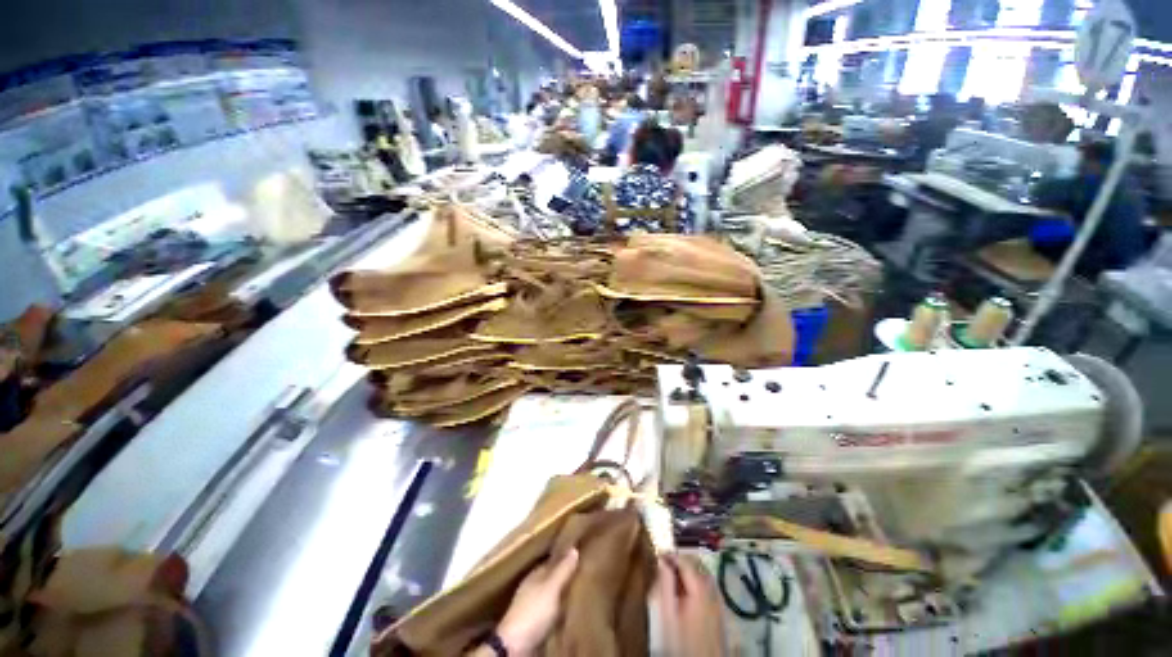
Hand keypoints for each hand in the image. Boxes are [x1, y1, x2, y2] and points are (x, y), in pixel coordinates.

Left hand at [495, 548, 578, 655]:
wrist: (515, 646)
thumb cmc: (533, 611)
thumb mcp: (551, 588)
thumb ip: (562, 570)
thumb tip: (574, 548)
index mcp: (534, 575)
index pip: (550, 561)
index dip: (563, 557)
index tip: (578, 554)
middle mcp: (531, 588)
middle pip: (550, 578)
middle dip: (563, 576)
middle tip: (583, 572)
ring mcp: (531, 606)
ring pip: (550, 595)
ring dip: (561, 594)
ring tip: (579, 591)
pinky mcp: (533, 624)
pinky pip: (550, 611)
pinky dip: (558, 610)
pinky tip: (568, 612)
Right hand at [653, 554, 725, 656]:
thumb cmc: (683, 640)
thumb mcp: (668, 613)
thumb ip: (665, 584)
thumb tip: (662, 560)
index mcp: (700, 587)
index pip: (685, 560)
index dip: (671, 554)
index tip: (658, 554)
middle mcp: (712, 588)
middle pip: (696, 563)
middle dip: (680, 559)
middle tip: (664, 563)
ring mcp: (718, 598)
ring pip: (702, 572)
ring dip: (688, 568)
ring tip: (672, 574)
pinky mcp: (719, 607)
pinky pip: (707, 583)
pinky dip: (696, 578)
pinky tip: (685, 589)